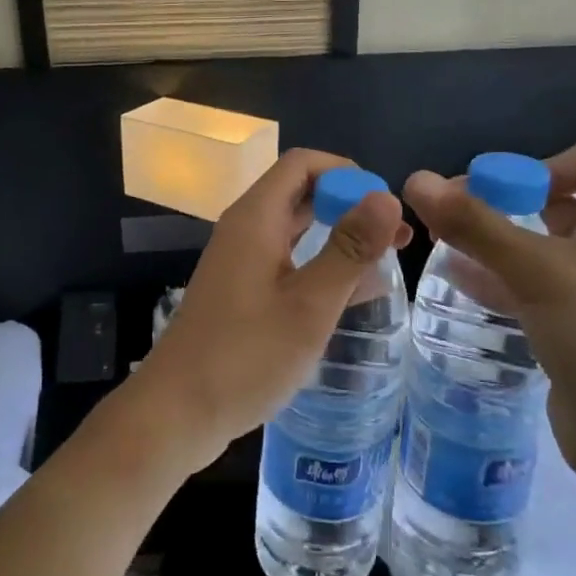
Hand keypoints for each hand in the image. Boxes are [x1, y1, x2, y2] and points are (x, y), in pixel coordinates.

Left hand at [125, 149, 409, 474]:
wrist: (179, 411)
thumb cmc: (246, 355)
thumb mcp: (309, 304)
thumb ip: (349, 249)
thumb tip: (387, 197)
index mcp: (255, 218)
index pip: (301, 164)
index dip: (346, 173)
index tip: (384, 206)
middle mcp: (245, 230)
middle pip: (300, 194)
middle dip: (349, 206)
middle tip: (397, 236)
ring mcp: (240, 261)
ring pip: (295, 231)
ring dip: (337, 238)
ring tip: (386, 263)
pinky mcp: (241, 291)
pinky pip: (286, 262)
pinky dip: (319, 266)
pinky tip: (352, 294)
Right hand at [404, 140, 575, 497]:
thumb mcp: (536, 271)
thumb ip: (473, 223)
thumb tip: (415, 178)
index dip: (536, 166)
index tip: (490, 194)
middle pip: (558, 199)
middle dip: (502, 203)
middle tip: (449, 217)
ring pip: (544, 244)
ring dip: (495, 241)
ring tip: (440, 245)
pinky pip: (540, 284)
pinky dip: (502, 276)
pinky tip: (456, 280)